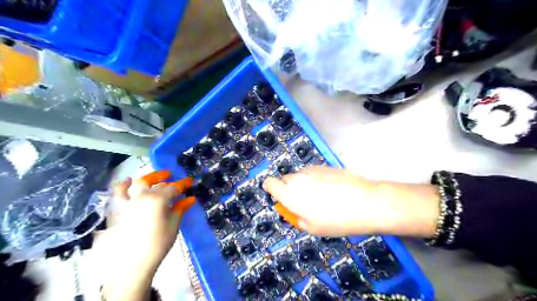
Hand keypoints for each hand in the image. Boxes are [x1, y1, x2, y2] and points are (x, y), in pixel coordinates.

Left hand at [98, 172, 195, 300]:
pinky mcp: (119, 210)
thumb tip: (190, 198)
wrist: (133, 263)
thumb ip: (181, 208)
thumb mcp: (174, 224)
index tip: (190, 181)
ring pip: (137, 184)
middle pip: (155, 182)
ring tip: (153, 177)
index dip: (183, 184)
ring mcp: (129, 202)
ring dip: (147, 178)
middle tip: (171, 175)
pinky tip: (127, 181)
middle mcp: (142, 196)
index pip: (173, 188)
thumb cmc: (158, 243)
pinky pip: (118, 194)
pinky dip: (123, 185)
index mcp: (158, 199)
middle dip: (164, 177)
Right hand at [263, 167, 439, 236]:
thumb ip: (296, 216)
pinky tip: (332, 190)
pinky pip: (313, 173)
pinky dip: (316, 180)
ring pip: (300, 176)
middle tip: (303, 202)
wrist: (365, 202)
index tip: (278, 196)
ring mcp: (312, 170)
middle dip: (289, 189)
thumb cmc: (336, 220)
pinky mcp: (325, 166)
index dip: (270, 188)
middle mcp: (298, 179)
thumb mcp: (312, 227)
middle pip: (285, 179)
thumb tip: (292, 209)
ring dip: (304, 184)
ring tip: (322, 197)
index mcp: (290, 194)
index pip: (269, 183)